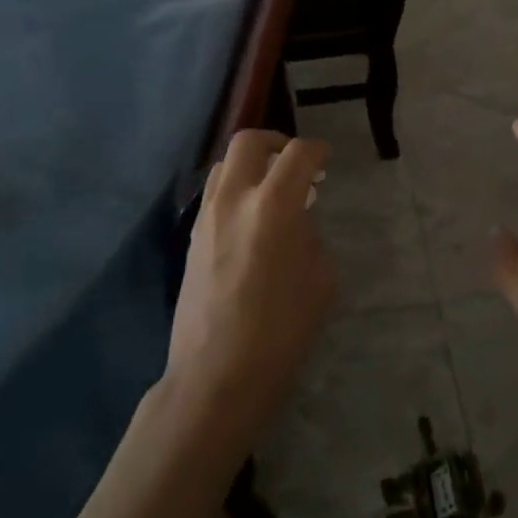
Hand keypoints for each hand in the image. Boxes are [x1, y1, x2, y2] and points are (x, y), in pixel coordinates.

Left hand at [165, 130, 335, 448]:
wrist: (215, 376)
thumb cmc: (280, 333)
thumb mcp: (321, 281)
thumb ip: (311, 237)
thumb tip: (297, 223)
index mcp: (273, 206)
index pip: (298, 153)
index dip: (317, 150)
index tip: (325, 160)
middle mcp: (234, 200)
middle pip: (248, 141)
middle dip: (276, 142)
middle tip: (294, 163)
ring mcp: (207, 218)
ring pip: (223, 165)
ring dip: (250, 166)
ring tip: (270, 190)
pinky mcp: (191, 239)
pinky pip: (214, 195)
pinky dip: (234, 191)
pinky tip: (250, 220)